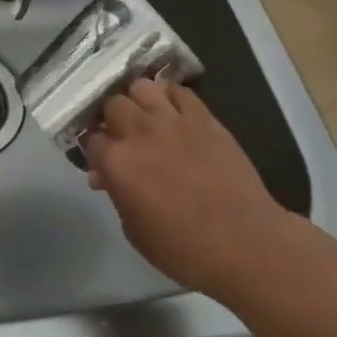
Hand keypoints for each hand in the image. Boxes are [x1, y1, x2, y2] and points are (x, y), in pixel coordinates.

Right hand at [82, 78, 292, 299]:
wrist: (245, 243)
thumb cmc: (185, 250)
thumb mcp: (135, 232)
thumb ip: (117, 196)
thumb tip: (107, 177)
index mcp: (117, 162)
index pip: (91, 140)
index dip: (96, 151)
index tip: (103, 162)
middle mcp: (139, 132)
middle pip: (112, 104)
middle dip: (112, 118)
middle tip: (122, 136)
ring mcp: (173, 120)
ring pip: (142, 86)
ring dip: (138, 100)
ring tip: (145, 116)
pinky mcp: (203, 117)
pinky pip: (179, 92)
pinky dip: (171, 98)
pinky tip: (174, 113)